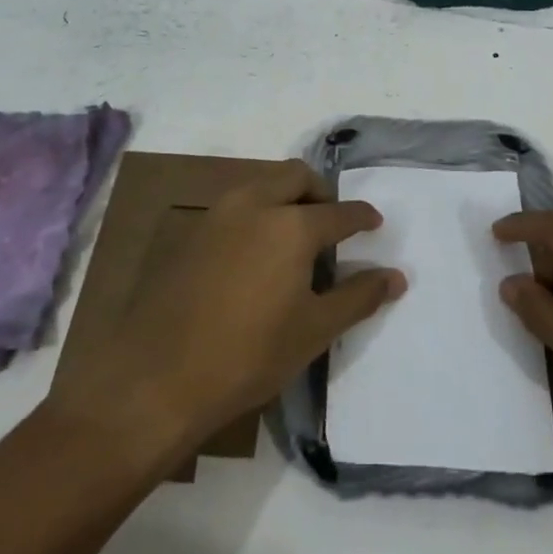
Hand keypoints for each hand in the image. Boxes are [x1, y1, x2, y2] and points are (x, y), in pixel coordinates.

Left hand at [47, 162, 405, 460]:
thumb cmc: (248, 355)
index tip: (374, 223)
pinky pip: (236, 205)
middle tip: (332, 223)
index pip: (339, 211)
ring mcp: (218, 214)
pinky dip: (257, 213)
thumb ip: (358, 296)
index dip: (362, 217)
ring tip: (295, 239)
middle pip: (297, 177)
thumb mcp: (313, 330)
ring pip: (262, 185)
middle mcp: (255, 204)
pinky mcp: (192, 232)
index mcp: (291, 225)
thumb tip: (396, 276)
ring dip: (286, 198)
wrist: (156, 376)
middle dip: (321, 192)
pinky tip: (256, 254)